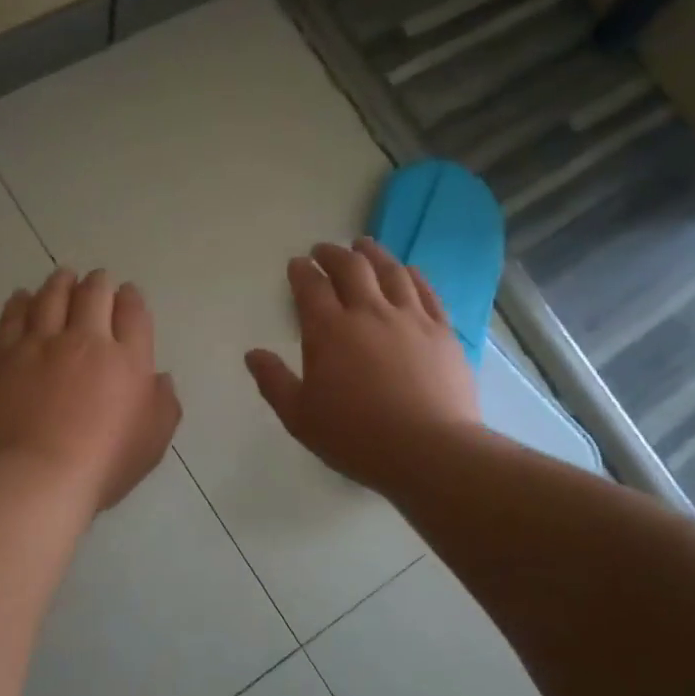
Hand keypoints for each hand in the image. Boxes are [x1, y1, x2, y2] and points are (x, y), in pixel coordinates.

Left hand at [0, 268, 181, 510]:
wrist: (39, 475)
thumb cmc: (104, 464)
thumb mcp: (153, 441)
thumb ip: (164, 404)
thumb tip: (160, 377)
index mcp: (127, 360)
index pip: (133, 313)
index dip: (131, 298)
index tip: (127, 293)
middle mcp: (86, 341)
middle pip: (94, 295)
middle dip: (98, 283)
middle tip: (97, 279)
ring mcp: (42, 344)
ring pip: (52, 297)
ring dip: (60, 282)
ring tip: (63, 276)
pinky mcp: (5, 356)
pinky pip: (13, 316)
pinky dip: (21, 302)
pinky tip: (23, 297)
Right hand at [245, 238, 479, 491]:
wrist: (428, 450)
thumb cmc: (355, 437)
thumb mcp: (300, 417)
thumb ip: (273, 381)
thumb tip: (253, 354)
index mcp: (329, 331)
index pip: (310, 287)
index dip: (301, 271)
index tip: (297, 265)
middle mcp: (369, 312)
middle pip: (351, 267)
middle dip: (333, 254)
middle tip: (324, 250)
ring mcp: (410, 317)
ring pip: (390, 270)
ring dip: (373, 253)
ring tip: (364, 245)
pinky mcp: (442, 330)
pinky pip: (426, 290)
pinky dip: (412, 274)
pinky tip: (407, 271)